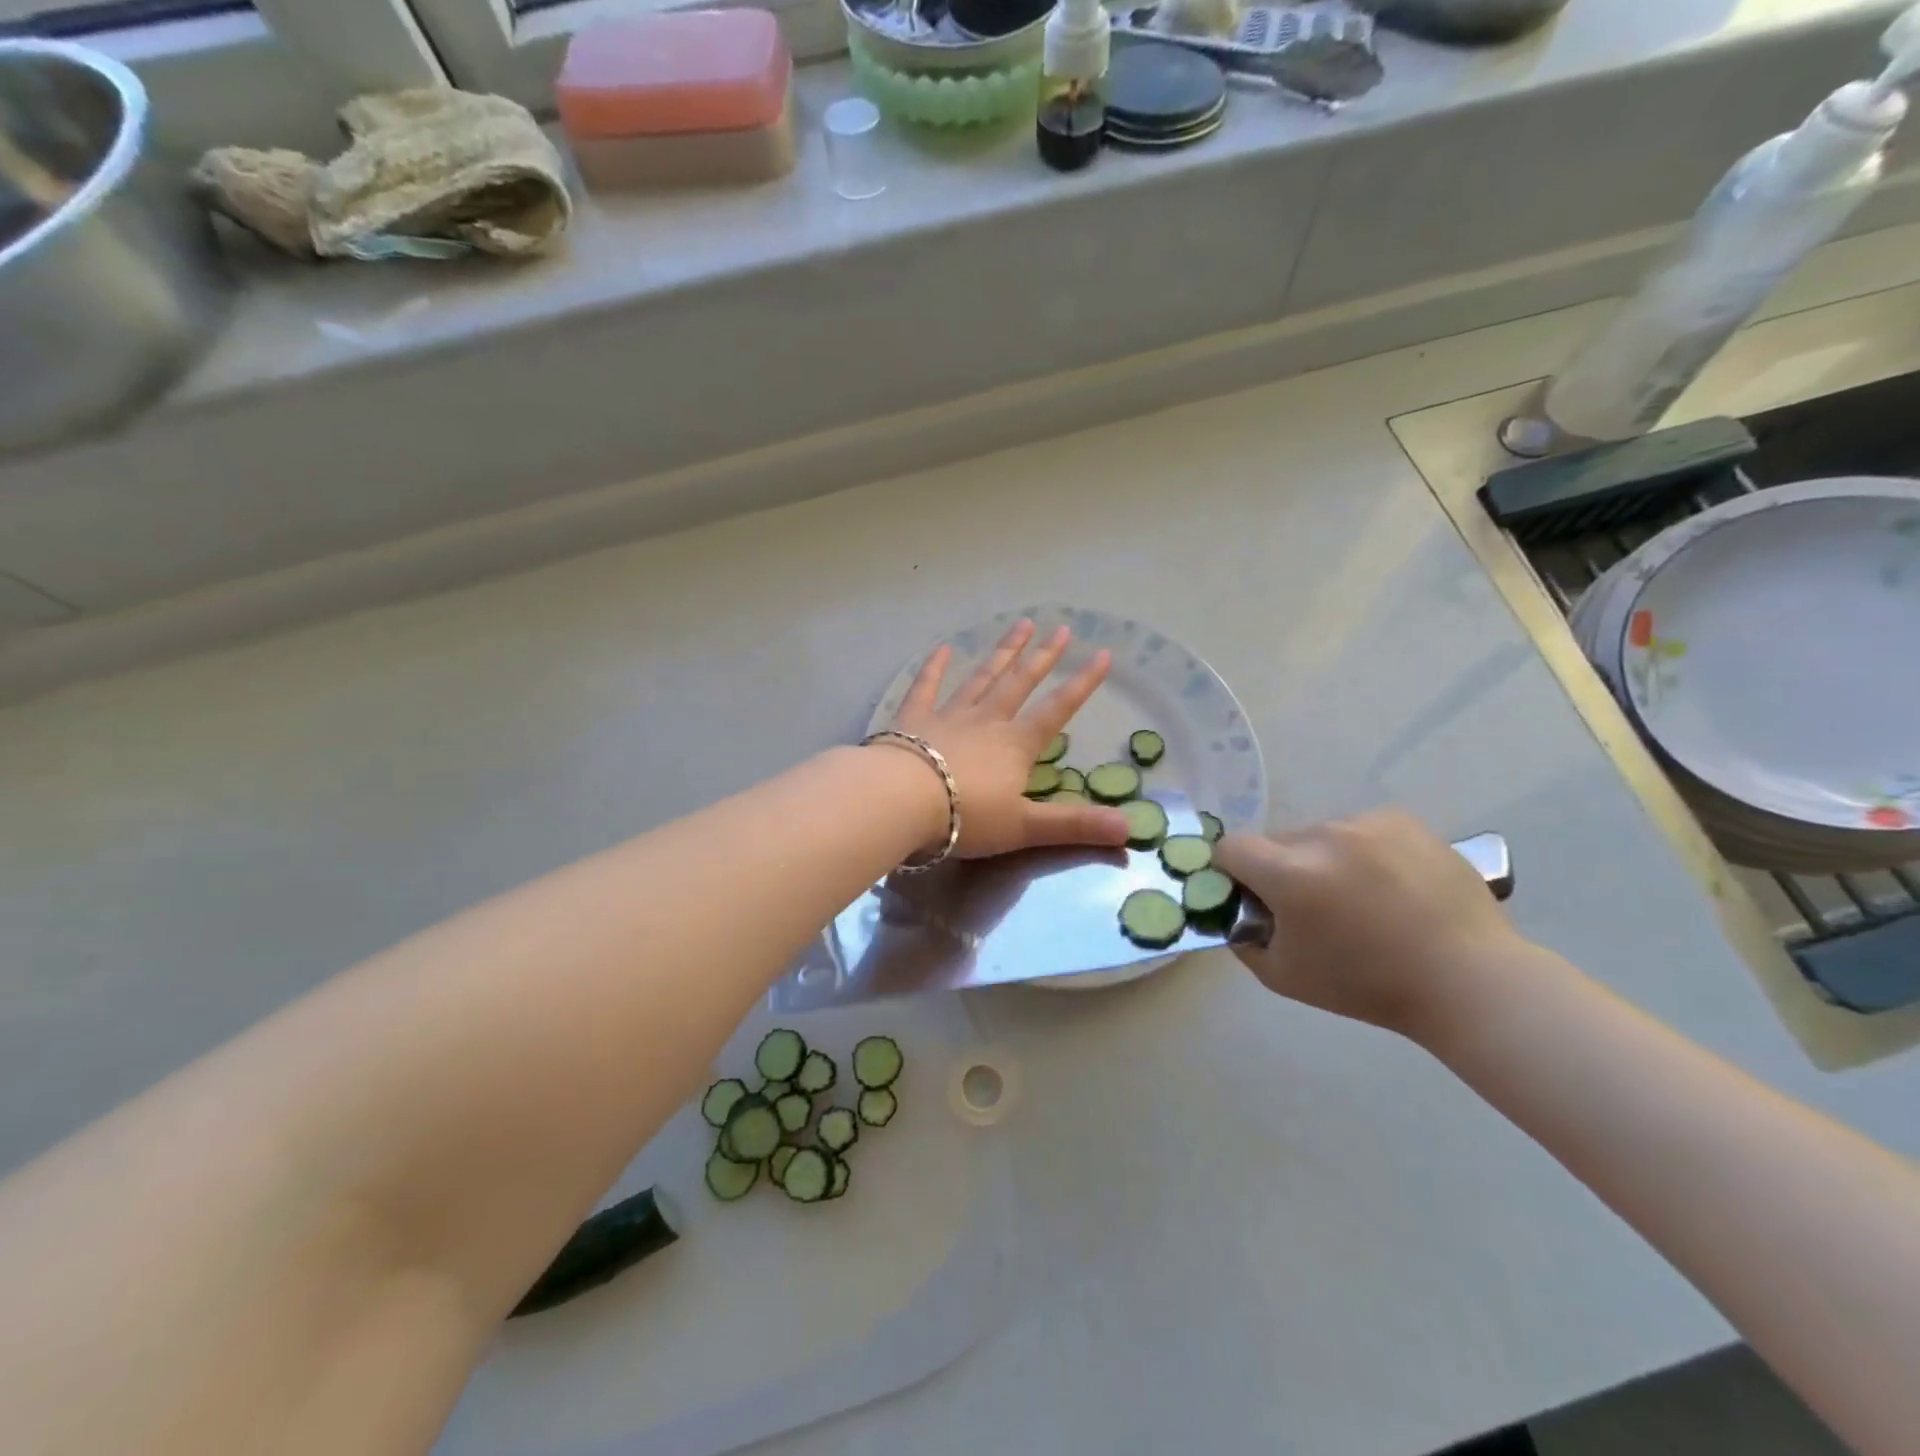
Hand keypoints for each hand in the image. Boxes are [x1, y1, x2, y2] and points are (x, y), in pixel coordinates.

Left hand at [887, 619, 1131, 859]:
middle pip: (1020, 683)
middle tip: (1061, 629)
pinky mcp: (915, 718)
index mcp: (1016, 745)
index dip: (1082, 684)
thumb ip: (1075, 825)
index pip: (1057, 710)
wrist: (901, 801)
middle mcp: (988, 720)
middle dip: (1043, 657)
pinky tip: (944, 648)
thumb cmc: (966, 817)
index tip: (1102, 654)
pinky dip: (935, 667)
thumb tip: (1131, 830)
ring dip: (1003, 652)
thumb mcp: (1025, 827)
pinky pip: (927, 686)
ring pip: (982, 677)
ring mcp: (950, 714)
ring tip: (1021, 625)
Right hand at [1213, 810, 1524, 1038]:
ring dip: (1319, 858)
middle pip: (1274, 841)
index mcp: (1290, 874)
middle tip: (1308, 907)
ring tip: (1357, 897)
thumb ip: (1244, 939)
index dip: (1231, 872)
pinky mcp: (1401, 820)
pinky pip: (1357, 828)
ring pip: (1317, 834)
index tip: (1251, 898)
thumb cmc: (1368, 986)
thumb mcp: (1283, 976)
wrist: (1468, 981)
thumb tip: (1235, 911)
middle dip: (1278, 869)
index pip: (1230, 848)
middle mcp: (1323, 836)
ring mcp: (1365, 823)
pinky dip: (1359, 850)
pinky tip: (1387, 884)